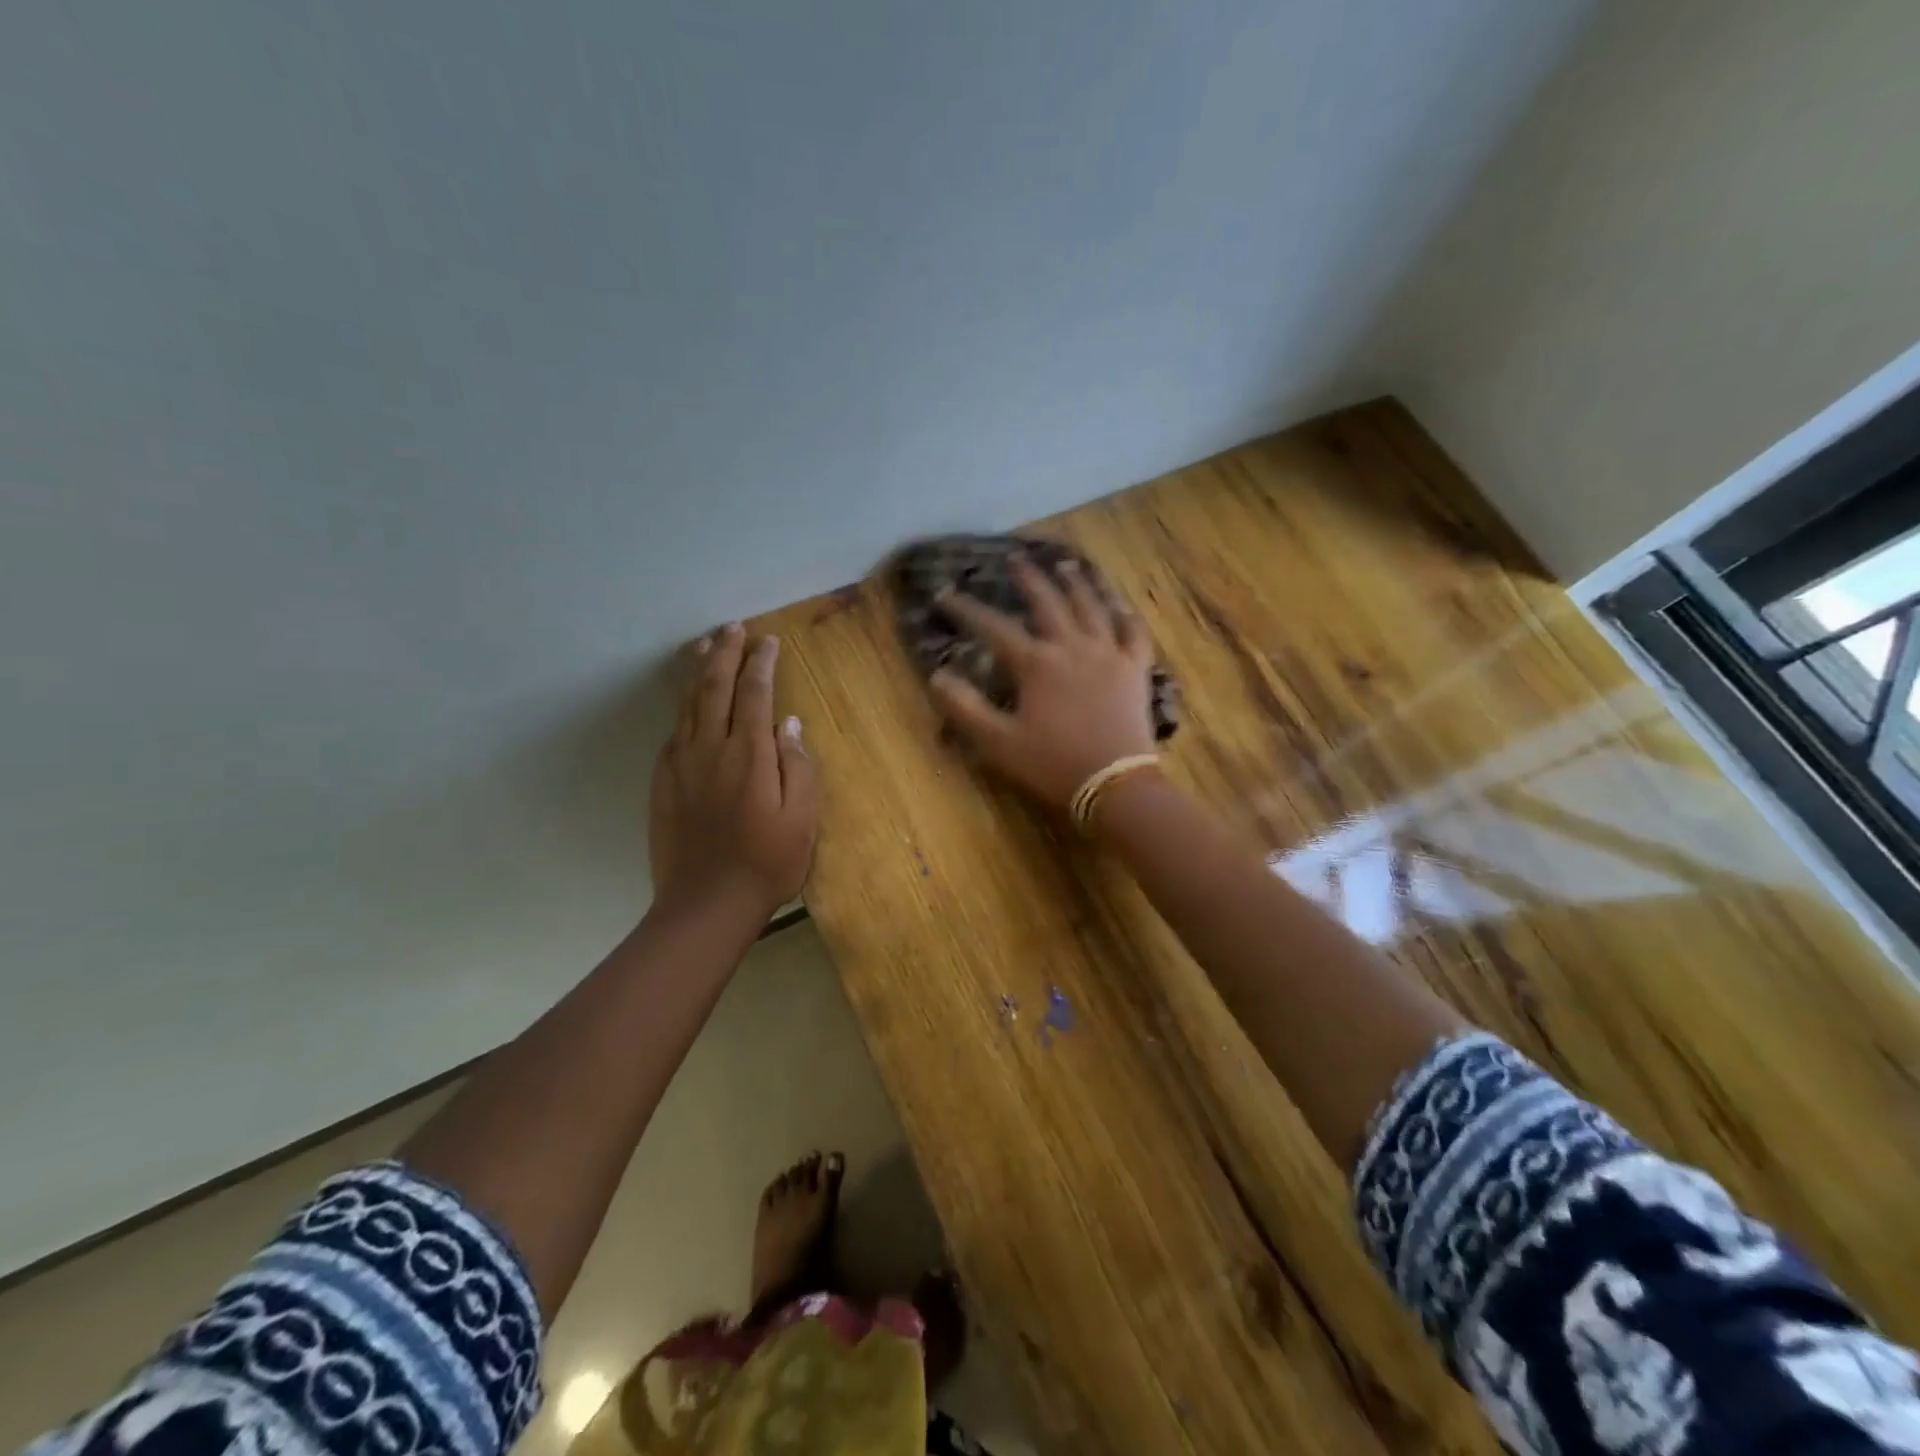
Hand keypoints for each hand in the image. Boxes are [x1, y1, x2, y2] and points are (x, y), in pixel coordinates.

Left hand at [649, 625, 817, 927]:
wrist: (705, 905)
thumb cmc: (767, 863)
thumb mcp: (802, 819)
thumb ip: (798, 766)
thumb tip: (789, 724)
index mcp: (749, 754)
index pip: (754, 694)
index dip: (761, 663)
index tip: (768, 641)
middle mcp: (710, 749)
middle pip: (714, 688)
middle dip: (725, 653)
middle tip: (733, 629)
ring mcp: (681, 765)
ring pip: (688, 705)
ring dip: (698, 672)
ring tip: (705, 646)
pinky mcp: (663, 784)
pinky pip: (673, 733)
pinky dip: (682, 710)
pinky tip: (688, 706)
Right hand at [929, 556, 1157, 809]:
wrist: (1114, 784)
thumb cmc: (1052, 764)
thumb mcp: (998, 742)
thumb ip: (965, 708)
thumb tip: (937, 675)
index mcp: (1036, 663)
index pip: (994, 627)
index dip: (967, 609)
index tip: (944, 593)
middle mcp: (1072, 647)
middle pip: (1048, 602)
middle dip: (1027, 579)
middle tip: (1015, 558)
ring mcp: (1108, 654)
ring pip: (1092, 606)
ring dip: (1076, 583)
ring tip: (1065, 564)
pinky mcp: (1135, 669)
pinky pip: (1133, 632)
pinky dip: (1125, 615)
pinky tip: (1120, 605)